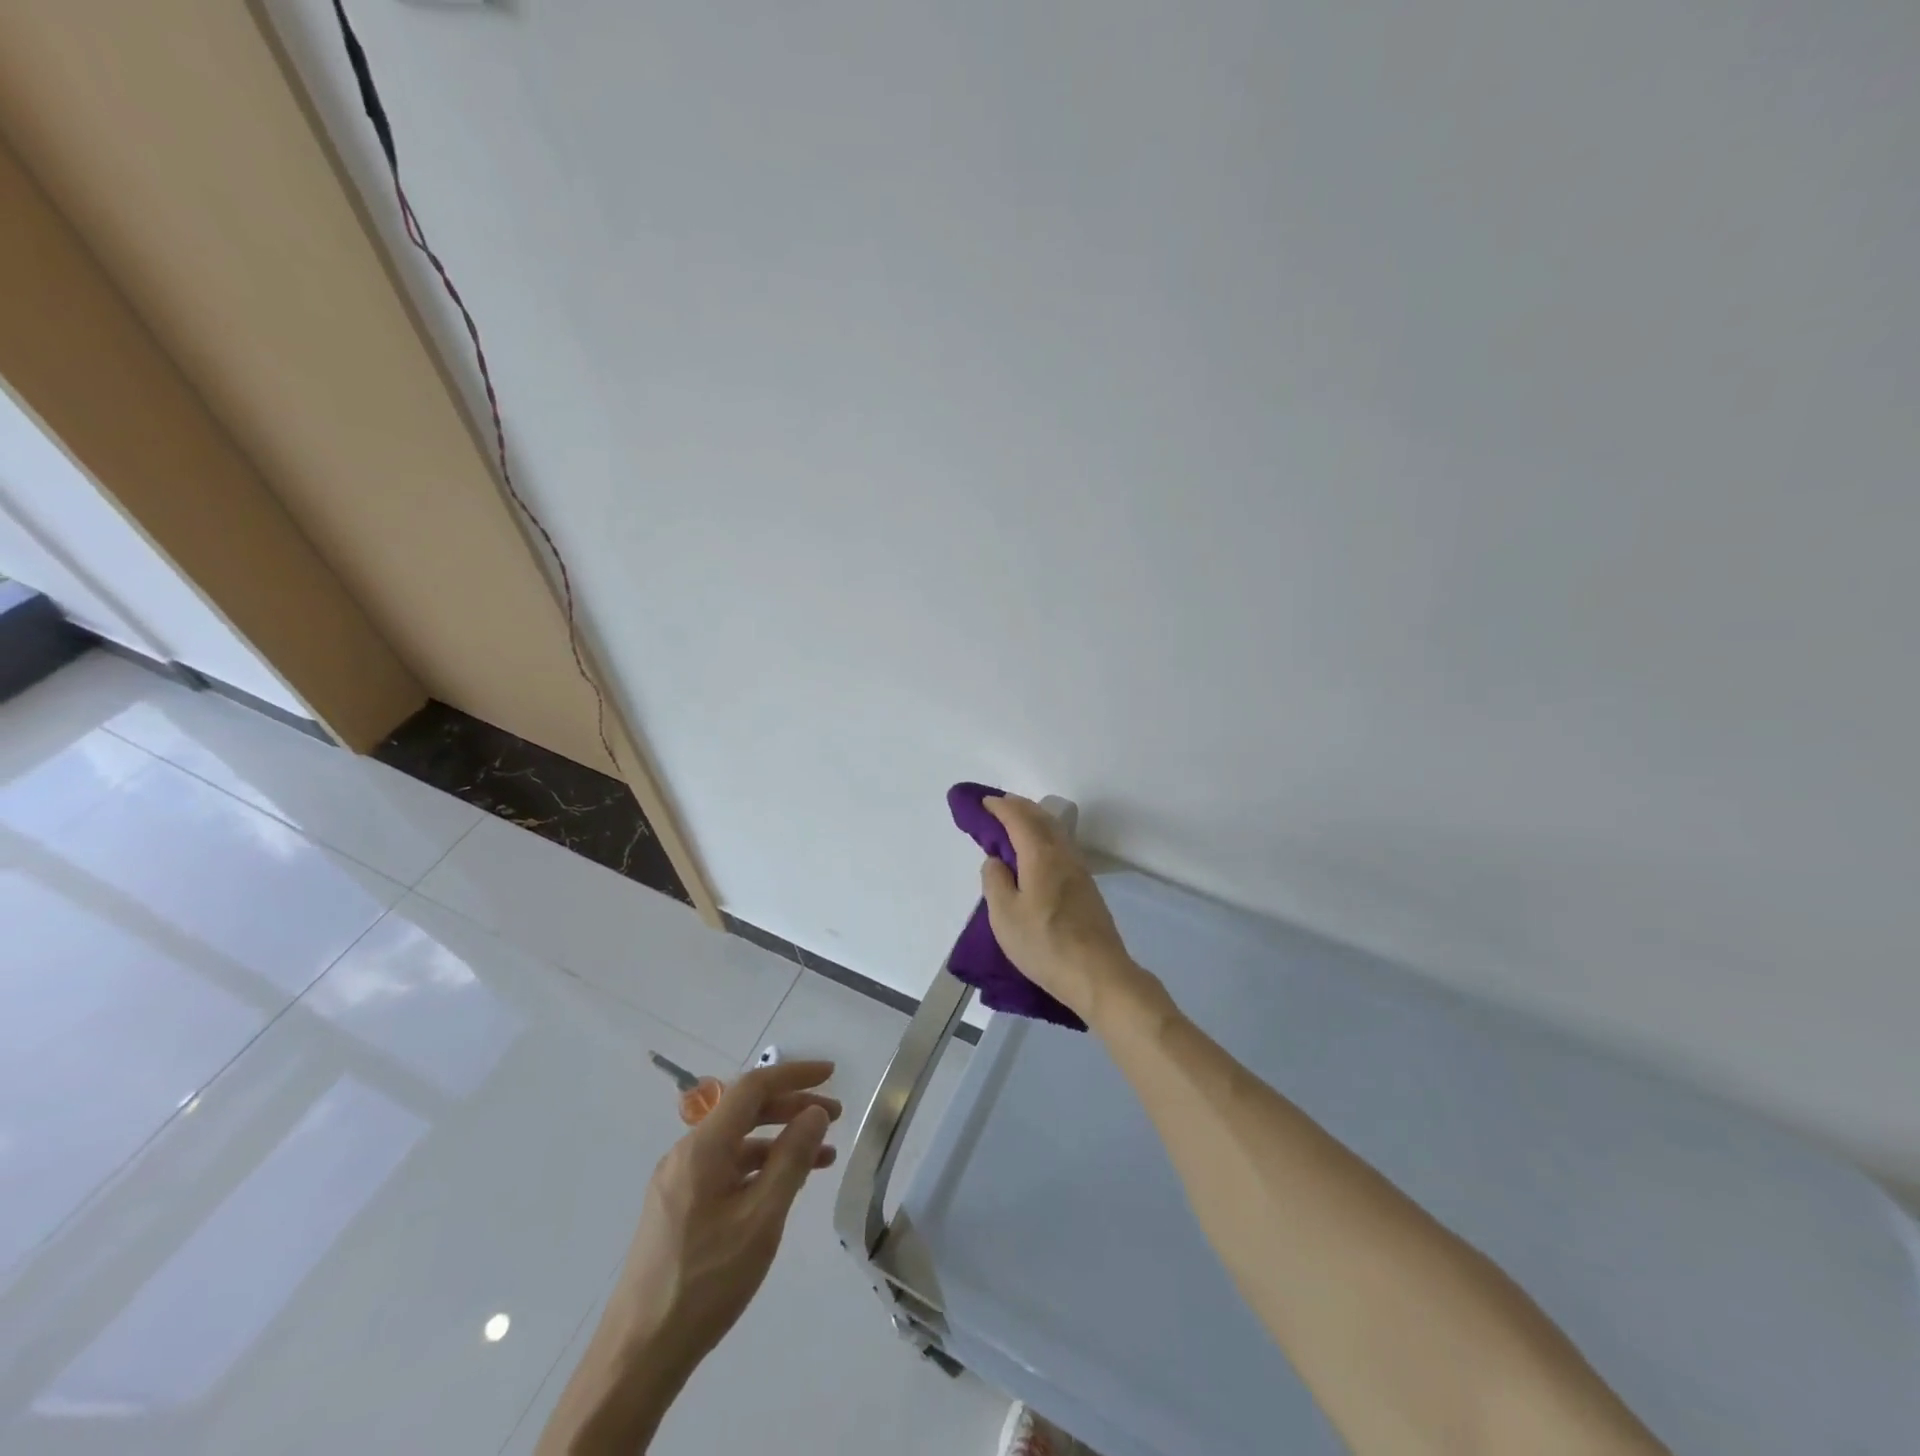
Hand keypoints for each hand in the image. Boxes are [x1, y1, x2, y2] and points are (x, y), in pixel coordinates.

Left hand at [606, 1060, 841, 1365]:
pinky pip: (725, 1168)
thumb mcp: (761, 1219)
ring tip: (822, 1158)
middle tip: (835, 1118)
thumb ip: (791, 1159)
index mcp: (703, 1147)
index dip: (794, 1074)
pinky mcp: (677, 1208)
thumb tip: (814, 1113)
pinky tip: (782, 1188)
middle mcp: (686, 1153)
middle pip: (745, 1111)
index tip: (831, 1074)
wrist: (637, 1357)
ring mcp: (678, 1181)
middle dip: (792, 1107)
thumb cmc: (706, 1282)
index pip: (753, 1087)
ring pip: (737, 1142)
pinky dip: (759, 1168)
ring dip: (779, 1141)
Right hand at [980, 794, 1146, 1026]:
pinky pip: (1061, 846)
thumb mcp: (1004, 915)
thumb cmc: (1044, 944)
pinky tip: (1036, 852)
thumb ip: (995, 880)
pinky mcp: (1086, 887)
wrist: (1097, 974)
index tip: (982, 802)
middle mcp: (1063, 854)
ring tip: (1014, 825)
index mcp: (1041, 854)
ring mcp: (1079, 870)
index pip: (1018, 818)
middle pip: (1041, 818)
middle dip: (1018, 807)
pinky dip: (1044, 837)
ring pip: (1054, 831)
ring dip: (1033, 820)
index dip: (999, 807)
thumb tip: (996, 860)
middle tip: (996, 806)